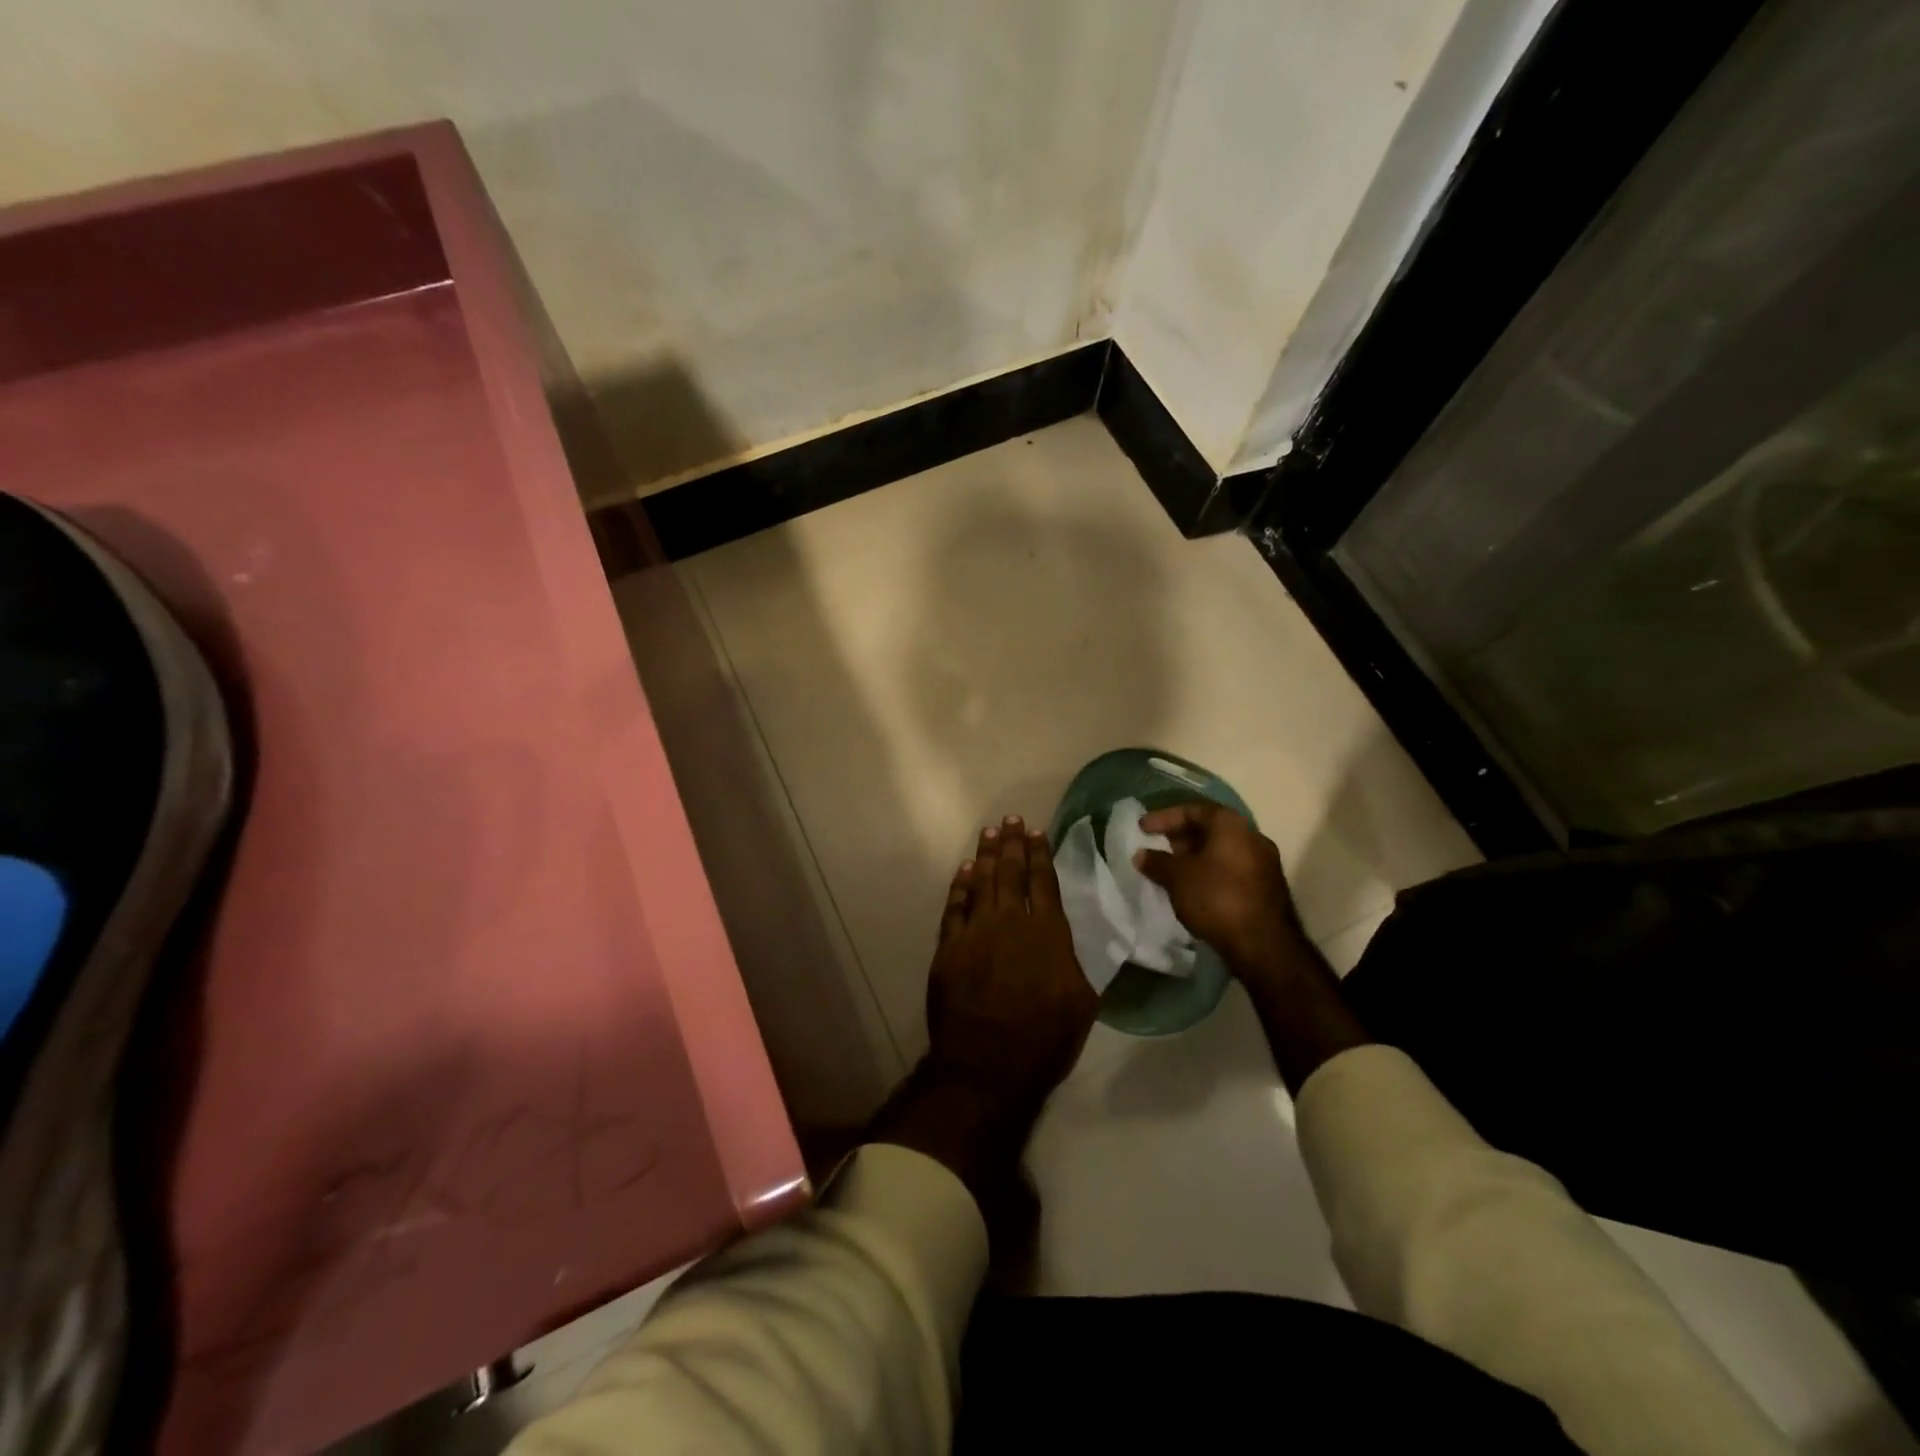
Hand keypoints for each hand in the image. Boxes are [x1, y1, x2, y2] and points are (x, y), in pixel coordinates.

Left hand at [924, 816, 1098, 1106]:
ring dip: (985, 856)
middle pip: (1010, 873)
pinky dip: (959, 886)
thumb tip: (1074, 946)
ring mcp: (976, 932)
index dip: (1040, 854)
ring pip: (980, 883)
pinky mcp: (949, 948)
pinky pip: (954, 907)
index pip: (1044, 882)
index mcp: (1048, 933)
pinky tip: (963, 871)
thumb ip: (1078, 966)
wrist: (988, 1064)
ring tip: (988, 833)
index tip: (1036, 832)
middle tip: (1010, 820)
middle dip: (1011, 844)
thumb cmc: (1044, 1039)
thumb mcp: (1082, 1003)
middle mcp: (1011, 922)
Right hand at [1132, 802, 1309, 976]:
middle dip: (1180, 836)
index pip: (1193, 810)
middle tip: (1157, 847)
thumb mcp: (1178, 878)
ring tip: (1171, 870)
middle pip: (1210, 828)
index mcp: (1231, 825)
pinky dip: (1209, 871)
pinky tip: (1193, 888)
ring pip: (1222, 850)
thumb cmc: (1217, 898)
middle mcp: (1252, 837)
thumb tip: (1141, 855)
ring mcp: (1263, 863)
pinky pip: (1231, 868)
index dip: (1164, 817)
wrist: (1264, 945)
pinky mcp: (1266, 887)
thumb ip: (1157, 862)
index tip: (1142, 828)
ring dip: (1195, 856)